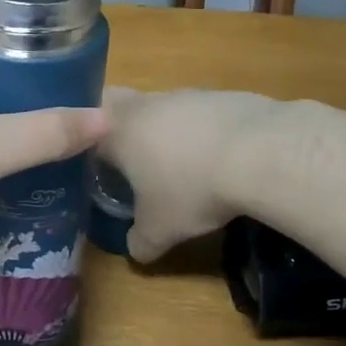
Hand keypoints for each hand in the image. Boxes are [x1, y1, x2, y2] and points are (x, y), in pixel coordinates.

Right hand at [100, 87, 281, 261]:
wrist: (258, 153)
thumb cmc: (192, 189)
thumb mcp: (160, 230)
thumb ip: (141, 241)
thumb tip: (135, 250)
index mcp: (119, 131)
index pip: (87, 130)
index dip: (88, 148)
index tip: (97, 168)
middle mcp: (146, 105)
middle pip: (119, 104)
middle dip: (121, 126)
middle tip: (132, 157)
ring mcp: (186, 95)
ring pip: (163, 106)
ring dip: (166, 128)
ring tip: (183, 162)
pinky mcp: (223, 95)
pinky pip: (201, 112)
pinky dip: (203, 130)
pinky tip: (221, 156)